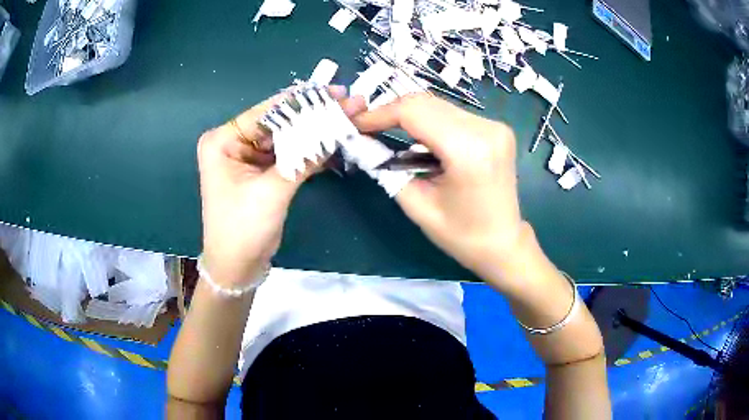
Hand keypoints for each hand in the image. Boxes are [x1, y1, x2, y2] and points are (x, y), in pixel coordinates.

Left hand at [197, 87, 365, 285]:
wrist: (237, 267)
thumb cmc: (243, 229)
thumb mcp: (272, 190)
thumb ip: (304, 158)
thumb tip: (338, 128)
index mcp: (223, 140)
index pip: (268, 112)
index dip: (304, 101)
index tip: (338, 92)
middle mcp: (234, 142)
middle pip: (280, 122)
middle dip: (315, 115)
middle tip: (350, 103)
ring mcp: (248, 156)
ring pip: (287, 136)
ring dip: (316, 131)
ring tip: (349, 118)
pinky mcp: (262, 170)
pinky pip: (289, 153)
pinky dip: (310, 150)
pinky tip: (336, 141)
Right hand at [353, 93, 523, 283]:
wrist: (503, 243)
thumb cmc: (461, 235)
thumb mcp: (417, 205)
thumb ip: (386, 170)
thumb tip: (361, 143)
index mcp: (468, 150)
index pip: (414, 112)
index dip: (380, 113)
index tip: (357, 124)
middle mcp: (486, 129)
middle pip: (426, 102)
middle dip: (392, 112)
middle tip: (369, 128)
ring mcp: (494, 126)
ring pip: (439, 105)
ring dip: (411, 116)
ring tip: (389, 132)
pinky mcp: (496, 128)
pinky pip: (453, 115)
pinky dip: (430, 122)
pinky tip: (420, 139)